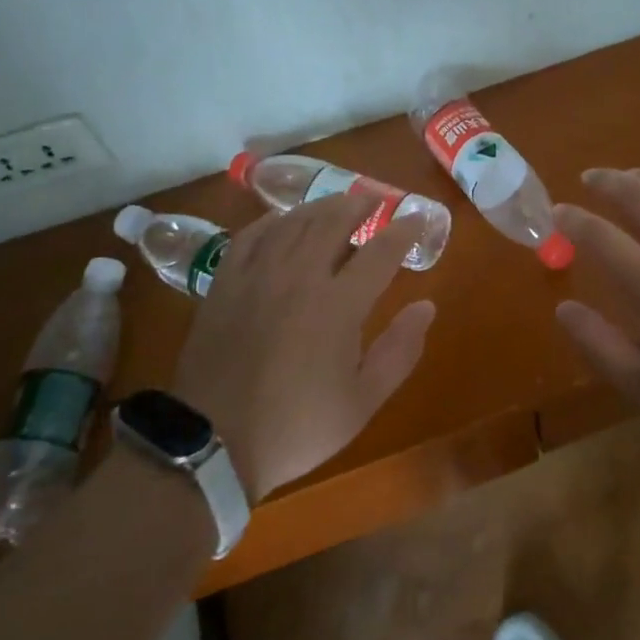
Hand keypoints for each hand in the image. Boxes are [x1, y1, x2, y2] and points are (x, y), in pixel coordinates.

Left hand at [173, 194, 434, 499]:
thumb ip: (400, 351)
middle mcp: (299, 277)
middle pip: (334, 221)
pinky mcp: (226, 283)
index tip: (417, 219)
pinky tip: (282, 220)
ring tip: (337, 203)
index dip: (404, 230)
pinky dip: (273, 221)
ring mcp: (258, 275)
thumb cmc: (296, 426)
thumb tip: (427, 306)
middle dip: (360, 204)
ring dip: (321, 206)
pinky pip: (252, 235)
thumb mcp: (362, 402)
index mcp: (338, 305)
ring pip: (294, 222)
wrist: (212, 442)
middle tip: (376, 198)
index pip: (381, 251)